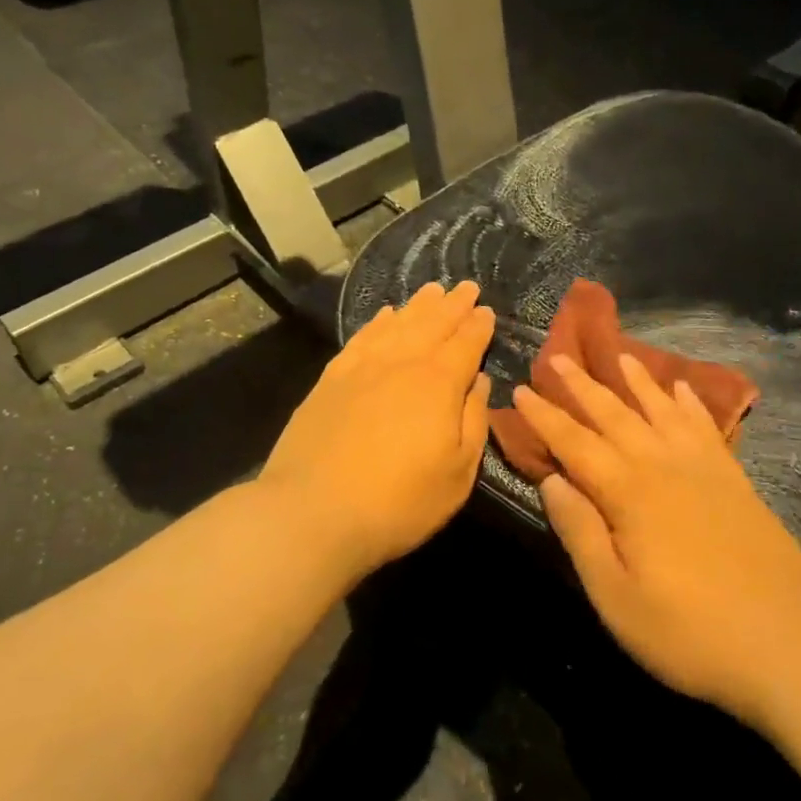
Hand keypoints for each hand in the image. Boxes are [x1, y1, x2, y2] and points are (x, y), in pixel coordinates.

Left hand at [259, 281, 494, 582]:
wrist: (313, 512)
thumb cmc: (399, 502)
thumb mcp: (458, 473)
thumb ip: (474, 421)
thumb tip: (479, 381)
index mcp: (438, 383)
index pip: (465, 343)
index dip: (478, 325)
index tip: (486, 310)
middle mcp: (402, 363)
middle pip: (433, 323)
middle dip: (453, 304)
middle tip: (466, 287)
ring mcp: (363, 367)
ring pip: (397, 324)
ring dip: (418, 305)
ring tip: (432, 290)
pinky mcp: (331, 378)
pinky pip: (362, 337)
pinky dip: (378, 322)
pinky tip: (386, 315)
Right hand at [512, 352, 800, 730]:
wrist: (790, 648)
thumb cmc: (690, 634)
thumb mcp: (617, 598)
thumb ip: (581, 533)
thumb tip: (551, 480)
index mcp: (630, 493)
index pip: (575, 443)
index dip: (546, 416)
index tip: (522, 388)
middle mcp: (664, 466)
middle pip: (616, 415)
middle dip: (583, 385)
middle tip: (559, 356)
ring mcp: (705, 469)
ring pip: (661, 410)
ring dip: (637, 382)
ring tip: (618, 355)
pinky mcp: (736, 481)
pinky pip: (705, 427)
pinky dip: (689, 403)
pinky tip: (681, 389)